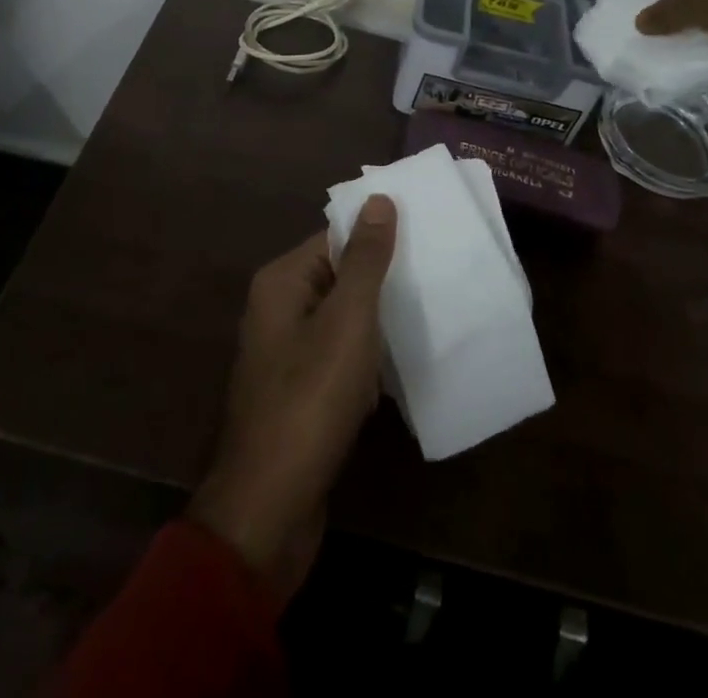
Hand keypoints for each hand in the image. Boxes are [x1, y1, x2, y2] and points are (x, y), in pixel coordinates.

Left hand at [189, 198, 396, 603]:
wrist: (270, 508)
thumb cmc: (311, 400)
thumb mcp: (347, 321)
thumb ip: (364, 259)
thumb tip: (378, 199)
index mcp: (281, 282)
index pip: (335, 237)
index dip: (378, 236)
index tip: (426, 236)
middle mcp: (278, 309)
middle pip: (339, 276)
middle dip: (383, 280)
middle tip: (437, 275)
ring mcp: (287, 353)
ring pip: (343, 319)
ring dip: (378, 322)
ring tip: (430, 315)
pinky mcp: (300, 391)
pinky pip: (339, 356)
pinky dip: (367, 359)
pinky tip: (401, 367)